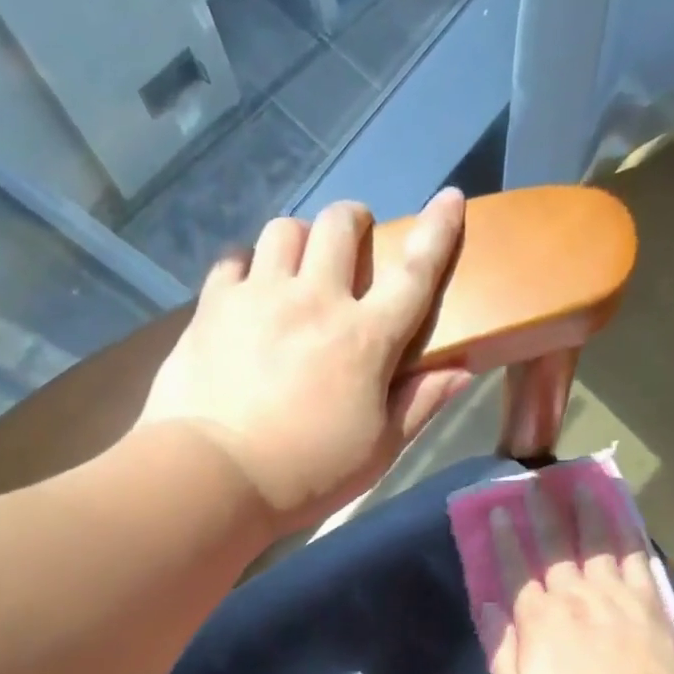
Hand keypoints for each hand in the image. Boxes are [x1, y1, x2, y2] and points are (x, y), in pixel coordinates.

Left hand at [138, 190, 471, 531]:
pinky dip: (247, 267)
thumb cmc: (306, 473)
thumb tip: (461, 368)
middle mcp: (315, 299)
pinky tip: (247, 291)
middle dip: (353, 221)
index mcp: (365, 337)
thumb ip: (419, 405)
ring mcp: (259, 296)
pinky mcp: (213, 306)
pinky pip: (233, 260)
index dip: (437, 231)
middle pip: (340, 226)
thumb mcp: (376, 452)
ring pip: (284, 230)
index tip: (450, 198)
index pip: (414, 272)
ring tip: (295, 266)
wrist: (214, 476)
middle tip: (352, 245)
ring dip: (299, 239)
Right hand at [480, 479, 673, 673]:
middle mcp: (573, 594)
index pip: (516, 568)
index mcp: (538, 617)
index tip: (500, 511)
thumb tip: (487, 607)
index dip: (506, 538)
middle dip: (543, 512)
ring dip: (588, 510)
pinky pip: (635, 559)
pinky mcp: (646, 601)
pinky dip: (629, 535)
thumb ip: (499, 647)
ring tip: (583, 484)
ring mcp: (613, 594)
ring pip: (597, 542)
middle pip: (554, 545)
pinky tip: (626, 517)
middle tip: (536, 483)